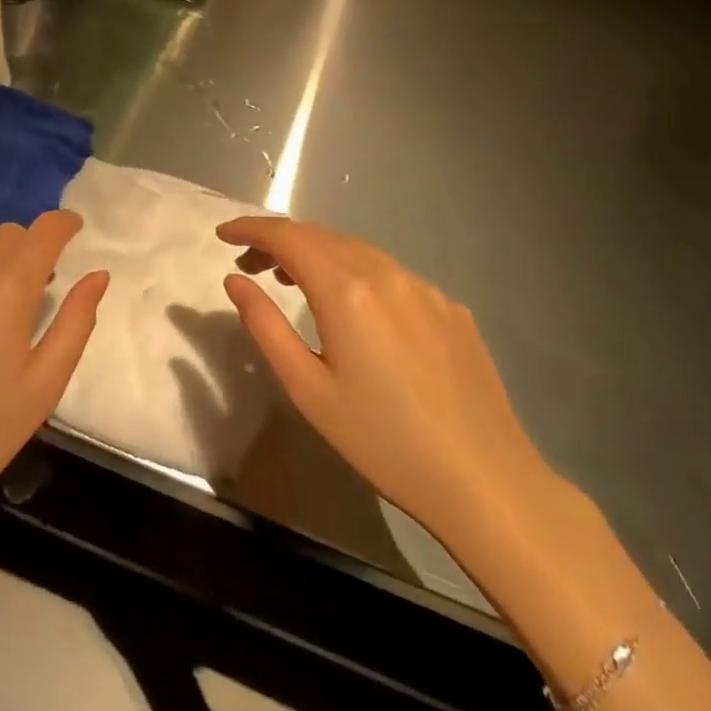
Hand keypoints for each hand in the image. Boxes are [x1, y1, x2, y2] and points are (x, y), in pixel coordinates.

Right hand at [218, 216, 552, 540]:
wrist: (487, 483)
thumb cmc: (383, 441)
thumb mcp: (307, 390)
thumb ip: (265, 326)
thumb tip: (235, 280)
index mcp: (346, 290)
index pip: (286, 236)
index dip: (250, 228)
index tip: (222, 233)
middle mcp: (386, 273)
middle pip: (320, 235)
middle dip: (279, 241)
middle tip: (250, 265)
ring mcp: (424, 288)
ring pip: (357, 250)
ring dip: (318, 254)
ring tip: (294, 281)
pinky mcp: (451, 308)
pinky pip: (391, 274)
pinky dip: (357, 274)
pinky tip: (358, 311)